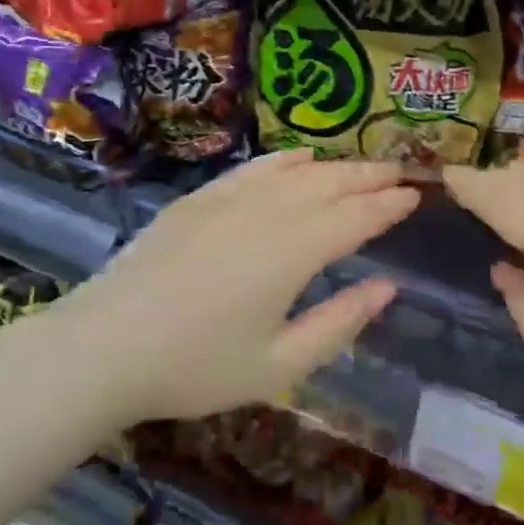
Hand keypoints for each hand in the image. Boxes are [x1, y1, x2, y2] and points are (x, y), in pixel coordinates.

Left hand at [52, 151, 416, 426]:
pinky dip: (285, 160)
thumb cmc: (197, 366)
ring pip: (297, 170)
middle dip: (370, 176)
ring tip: (361, 168)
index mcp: (295, 251)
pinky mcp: (201, 198)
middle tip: (400, 172)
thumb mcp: (279, 365)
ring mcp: (232, 198)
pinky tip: (300, 158)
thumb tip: (388, 287)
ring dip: (335, 166)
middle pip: (332, 183)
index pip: (357, 217)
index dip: (390, 205)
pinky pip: (255, 168)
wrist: (106, 344)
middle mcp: (270, 212)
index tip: (417, 195)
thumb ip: (340, 322)